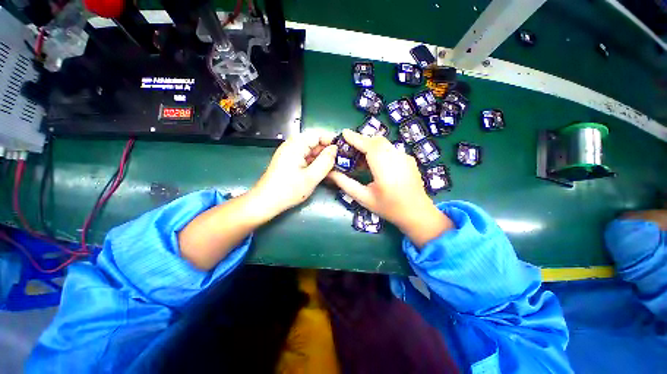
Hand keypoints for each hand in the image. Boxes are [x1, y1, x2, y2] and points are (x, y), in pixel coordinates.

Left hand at [252, 129, 337, 216]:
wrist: (266, 202)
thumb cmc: (289, 190)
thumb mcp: (312, 177)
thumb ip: (326, 161)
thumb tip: (335, 149)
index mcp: (296, 145)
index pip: (317, 134)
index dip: (331, 141)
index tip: (342, 151)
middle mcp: (292, 145)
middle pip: (314, 142)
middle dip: (327, 151)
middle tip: (340, 162)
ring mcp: (290, 153)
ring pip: (310, 151)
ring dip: (321, 158)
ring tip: (333, 167)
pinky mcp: (289, 161)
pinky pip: (305, 158)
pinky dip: (314, 163)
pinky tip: (321, 171)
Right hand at [329, 129, 451, 246]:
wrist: (418, 213)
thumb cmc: (389, 208)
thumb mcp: (364, 198)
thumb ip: (346, 184)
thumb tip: (331, 173)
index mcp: (386, 169)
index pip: (370, 147)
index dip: (356, 138)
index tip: (343, 134)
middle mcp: (398, 158)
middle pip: (377, 141)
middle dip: (362, 141)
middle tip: (349, 148)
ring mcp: (405, 157)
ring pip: (384, 144)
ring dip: (370, 146)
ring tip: (360, 158)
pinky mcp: (409, 159)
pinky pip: (391, 149)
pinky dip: (379, 150)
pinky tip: (375, 163)